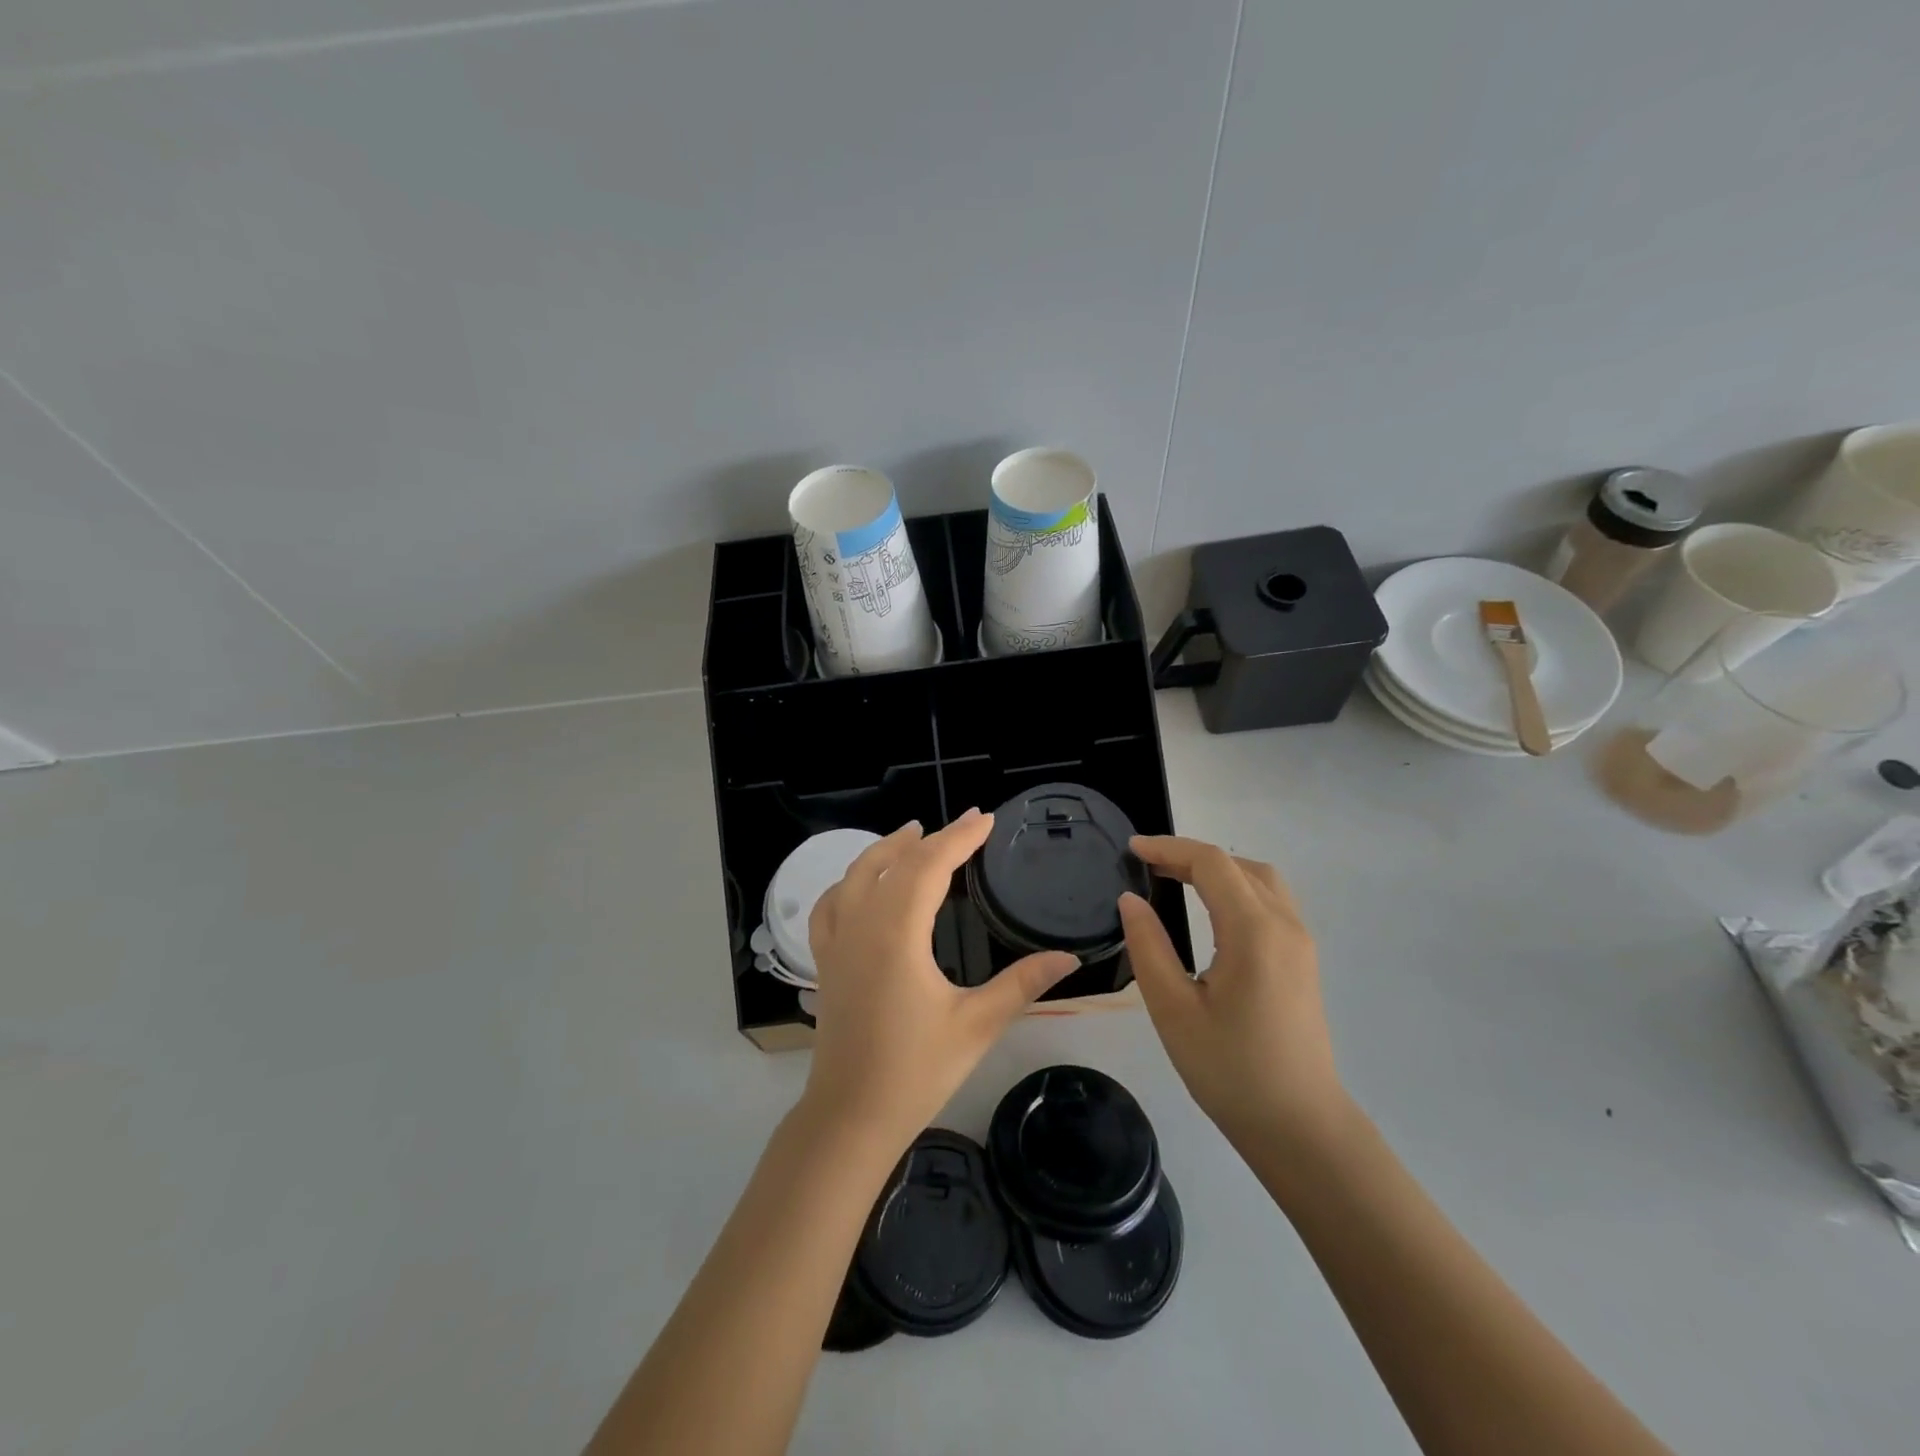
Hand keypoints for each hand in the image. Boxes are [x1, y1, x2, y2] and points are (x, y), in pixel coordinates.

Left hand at [801, 809, 1079, 1155]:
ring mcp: (836, 942)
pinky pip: (831, 904)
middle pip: (894, 863)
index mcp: (897, 932)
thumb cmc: (916, 1071)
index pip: (930, 865)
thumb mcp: (976, 1025)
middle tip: (965, 826)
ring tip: (913, 835)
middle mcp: (861, 925)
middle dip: (931, 839)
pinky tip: (861, 885)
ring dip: (886, 850)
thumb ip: (1022, 984)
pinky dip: (850, 881)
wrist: (850, 1117)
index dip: (959, 837)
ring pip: (855, 875)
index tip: (985, 819)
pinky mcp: (825, 961)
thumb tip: (1070, 957)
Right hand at [1117, 836, 1347, 1149]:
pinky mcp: (1303, 961)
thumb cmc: (1230, 1070)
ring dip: (1218, 869)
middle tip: (1147, 866)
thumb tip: (1131, 899)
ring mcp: (1300, 942)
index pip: (1211, 863)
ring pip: (1260, 879)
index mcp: (1254, 931)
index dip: (1169, 848)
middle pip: (1238, 865)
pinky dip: (1237, 888)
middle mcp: (1285, 925)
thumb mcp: (1173, 1009)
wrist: (1299, 1127)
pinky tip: (1211, 910)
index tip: (1131, 850)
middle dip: (1190, 856)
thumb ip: (1148, 946)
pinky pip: (1271, 901)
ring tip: (1175, 880)